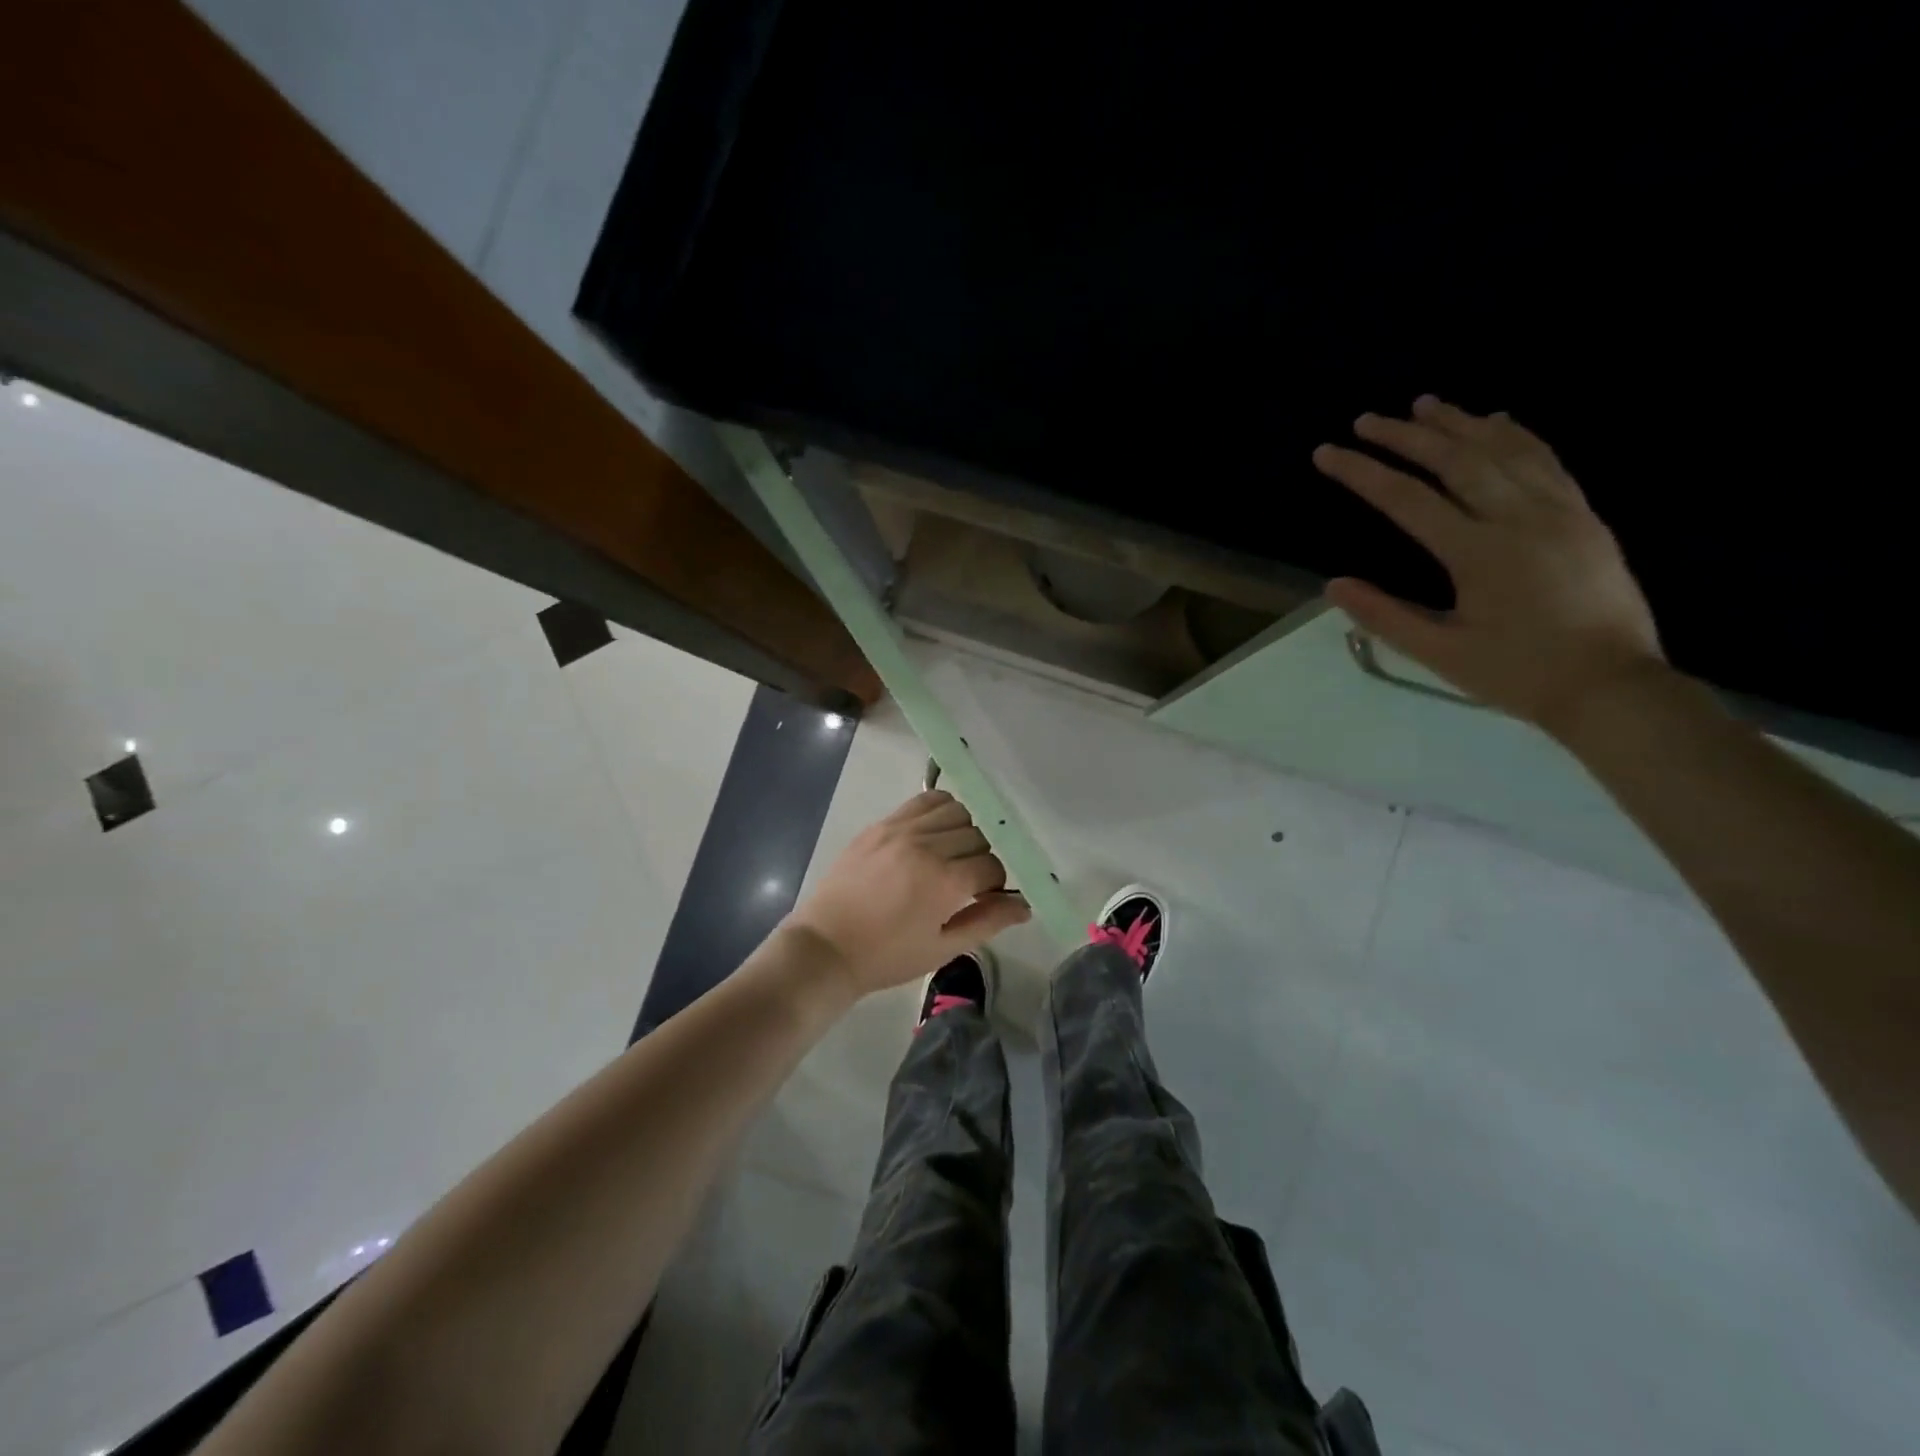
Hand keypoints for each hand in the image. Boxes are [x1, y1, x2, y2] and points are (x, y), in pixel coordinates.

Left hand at [784, 790, 1030, 997]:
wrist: (826, 947)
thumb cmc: (887, 956)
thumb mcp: (942, 949)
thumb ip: (987, 922)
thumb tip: (1025, 905)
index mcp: (945, 882)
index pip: (991, 866)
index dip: (993, 884)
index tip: (980, 898)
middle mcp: (927, 846)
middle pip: (977, 836)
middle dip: (979, 859)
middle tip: (964, 882)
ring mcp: (901, 830)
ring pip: (955, 811)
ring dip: (962, 831)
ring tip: (948, 855)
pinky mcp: (881, 824)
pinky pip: (924, 801)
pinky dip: (939, 811)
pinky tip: (933, 833)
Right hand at [1312, 396, 1664, 732]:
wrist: (1611, 686)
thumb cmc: (1517, 674)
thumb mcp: (1440, 653)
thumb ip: (1385, 616)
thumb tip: (1333, 585)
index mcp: (1478, 553)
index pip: (1407, 499)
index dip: (1362, 472)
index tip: (1327, 453)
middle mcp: (1519, 518)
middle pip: (1455, 460)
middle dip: (1406, 436)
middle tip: (1368, 420)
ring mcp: (1559, 511)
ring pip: (1504, 450)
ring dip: (1459, 423)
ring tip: (1425, 404)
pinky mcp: (1584, 516)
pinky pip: (1546, 460)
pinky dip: (1517, 435)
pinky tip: (1497, 421)